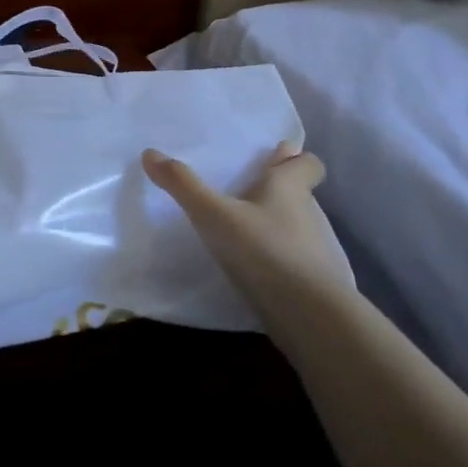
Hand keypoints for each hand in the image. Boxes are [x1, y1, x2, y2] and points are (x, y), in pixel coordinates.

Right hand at [142, 142, 354, 304]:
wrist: (310, 314)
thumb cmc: (263, 249)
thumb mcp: (213, 215)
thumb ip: (183, 185)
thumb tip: (150, 153)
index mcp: (289, 188)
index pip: (308, 163)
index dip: (294, 160)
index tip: (274, 161)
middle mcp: (310, 213)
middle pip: (299, 194)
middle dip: (276, 193)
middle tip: (242, 195)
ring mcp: (317, 249)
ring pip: (297, 227)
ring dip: (275, 227)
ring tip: (241, 234)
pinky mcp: (315, 281)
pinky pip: (296, 260)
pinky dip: (279, 260)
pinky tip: (254, 270)